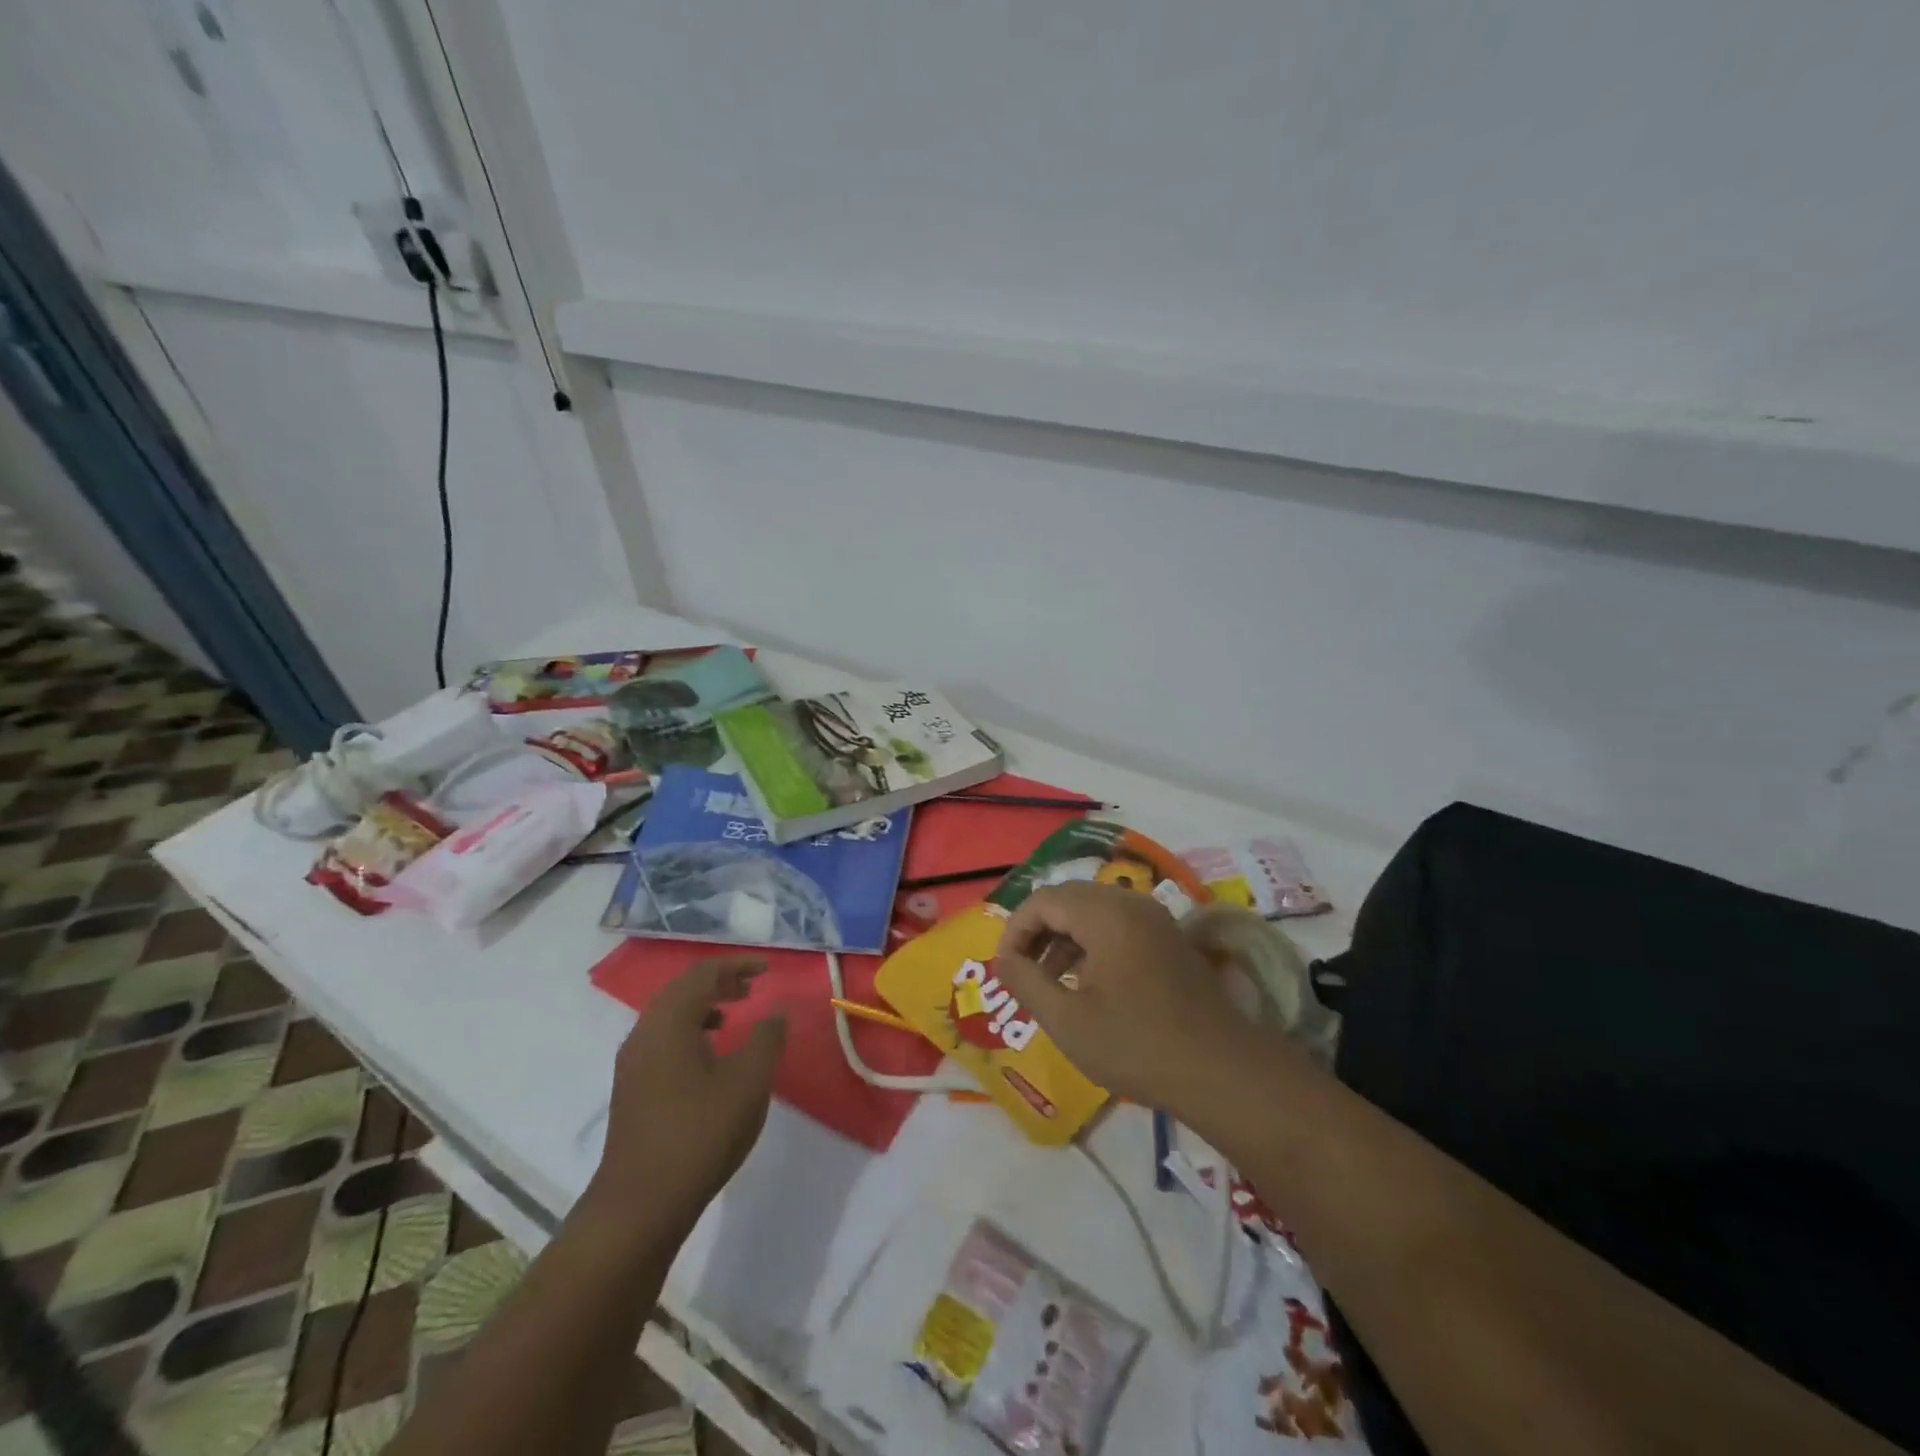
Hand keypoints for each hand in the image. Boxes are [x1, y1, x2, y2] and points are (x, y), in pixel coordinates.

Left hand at [589, 957, 787, 1232]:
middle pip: (681, 989)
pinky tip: (709, 1056)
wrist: (640, 1205)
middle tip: (751, 987)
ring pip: (669, 1015)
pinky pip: (662, 1038)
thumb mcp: (748, 1082)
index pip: (703, 973)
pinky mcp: (631, 1088)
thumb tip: (775, 1013)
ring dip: (702, 1006)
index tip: (765, 969)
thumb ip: (766, 1039)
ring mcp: (632, 1062)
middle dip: (718, 981)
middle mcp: (644, 1033)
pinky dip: (689, 1030)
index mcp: (670, 1022)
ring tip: (733, 1016)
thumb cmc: (700, 1133)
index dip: (736, 965)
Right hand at [994, 883, 1265, 1117]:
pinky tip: (1085, 983)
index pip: (1043, 900)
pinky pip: (1117, 925)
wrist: (1221, 1071)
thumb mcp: (1067, 1020)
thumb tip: (1003, 959)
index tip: (1005, 968)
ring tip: (1049, 982)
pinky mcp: (1168, 938)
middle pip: (1068, 898)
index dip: (1015, 930)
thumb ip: (1026, 982)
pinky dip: (1091, 944)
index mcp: (1106, 914)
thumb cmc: (1137, 1045)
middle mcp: (1131, 903)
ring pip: (1093, 911)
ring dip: (1064, 938)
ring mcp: (1154, 919)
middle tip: (1023, 972)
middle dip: (1038, 932)